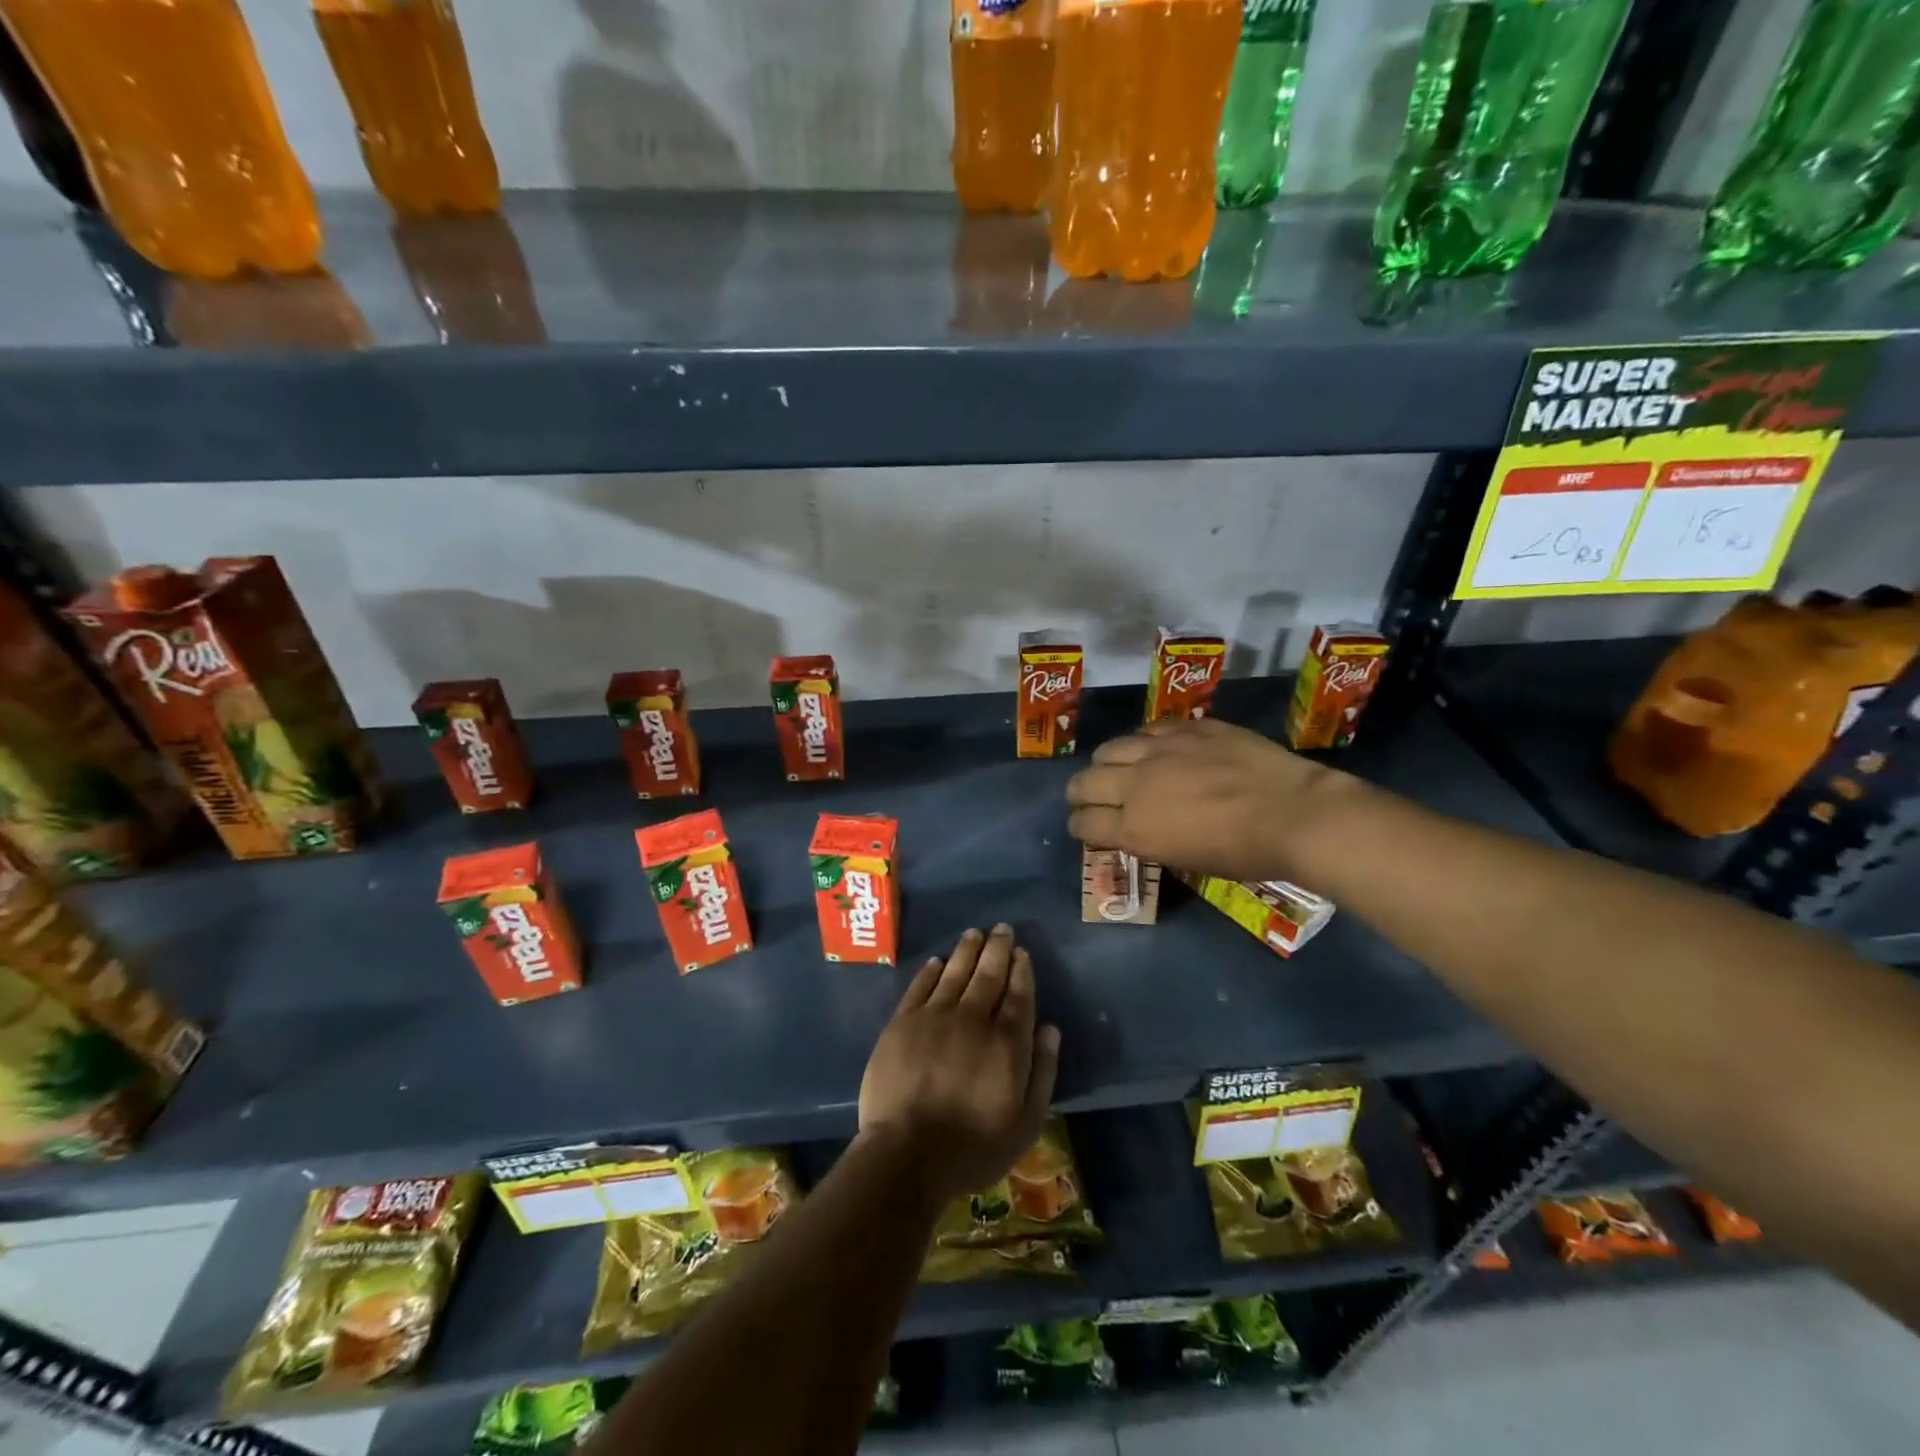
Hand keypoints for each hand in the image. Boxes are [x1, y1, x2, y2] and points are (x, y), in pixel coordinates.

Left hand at [859, 925, 1060, 1202]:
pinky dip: (931, 971)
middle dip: (998, 949)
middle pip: (988, 974)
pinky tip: (937, 961)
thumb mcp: (1026, 1123)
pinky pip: (919, 987)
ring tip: (975, 933)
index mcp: (1006, 1042)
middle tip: (1002, 928)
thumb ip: (1042, 1072)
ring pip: (954, 972)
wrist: (907, 1154)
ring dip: (967, 950)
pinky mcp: (902, 1024)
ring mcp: (933, 1017)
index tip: (1022, 952)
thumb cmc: (973, 1147)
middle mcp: (972, 1018)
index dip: (1021, 970)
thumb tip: (1051, 1029)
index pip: (1018, 995)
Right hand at [1065, 718, 1344, 882]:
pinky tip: (1155, 748)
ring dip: (1106, 762)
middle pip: (1084, 782)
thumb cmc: (1244, 854)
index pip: (1083, 823)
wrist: (1294, 814)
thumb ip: (1150, 839)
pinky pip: (1149, 729)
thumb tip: (1136, 828)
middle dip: (1080, 793)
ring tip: (1118, 767)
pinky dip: (1144, 742)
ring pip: (1110, 748)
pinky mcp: (1187, 728)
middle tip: (1089, 798)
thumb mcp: (1186, 860)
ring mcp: (1160, 750)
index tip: (1085, 827)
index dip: (1080, 826)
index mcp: (1134, 828)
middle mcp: (1136, 784)